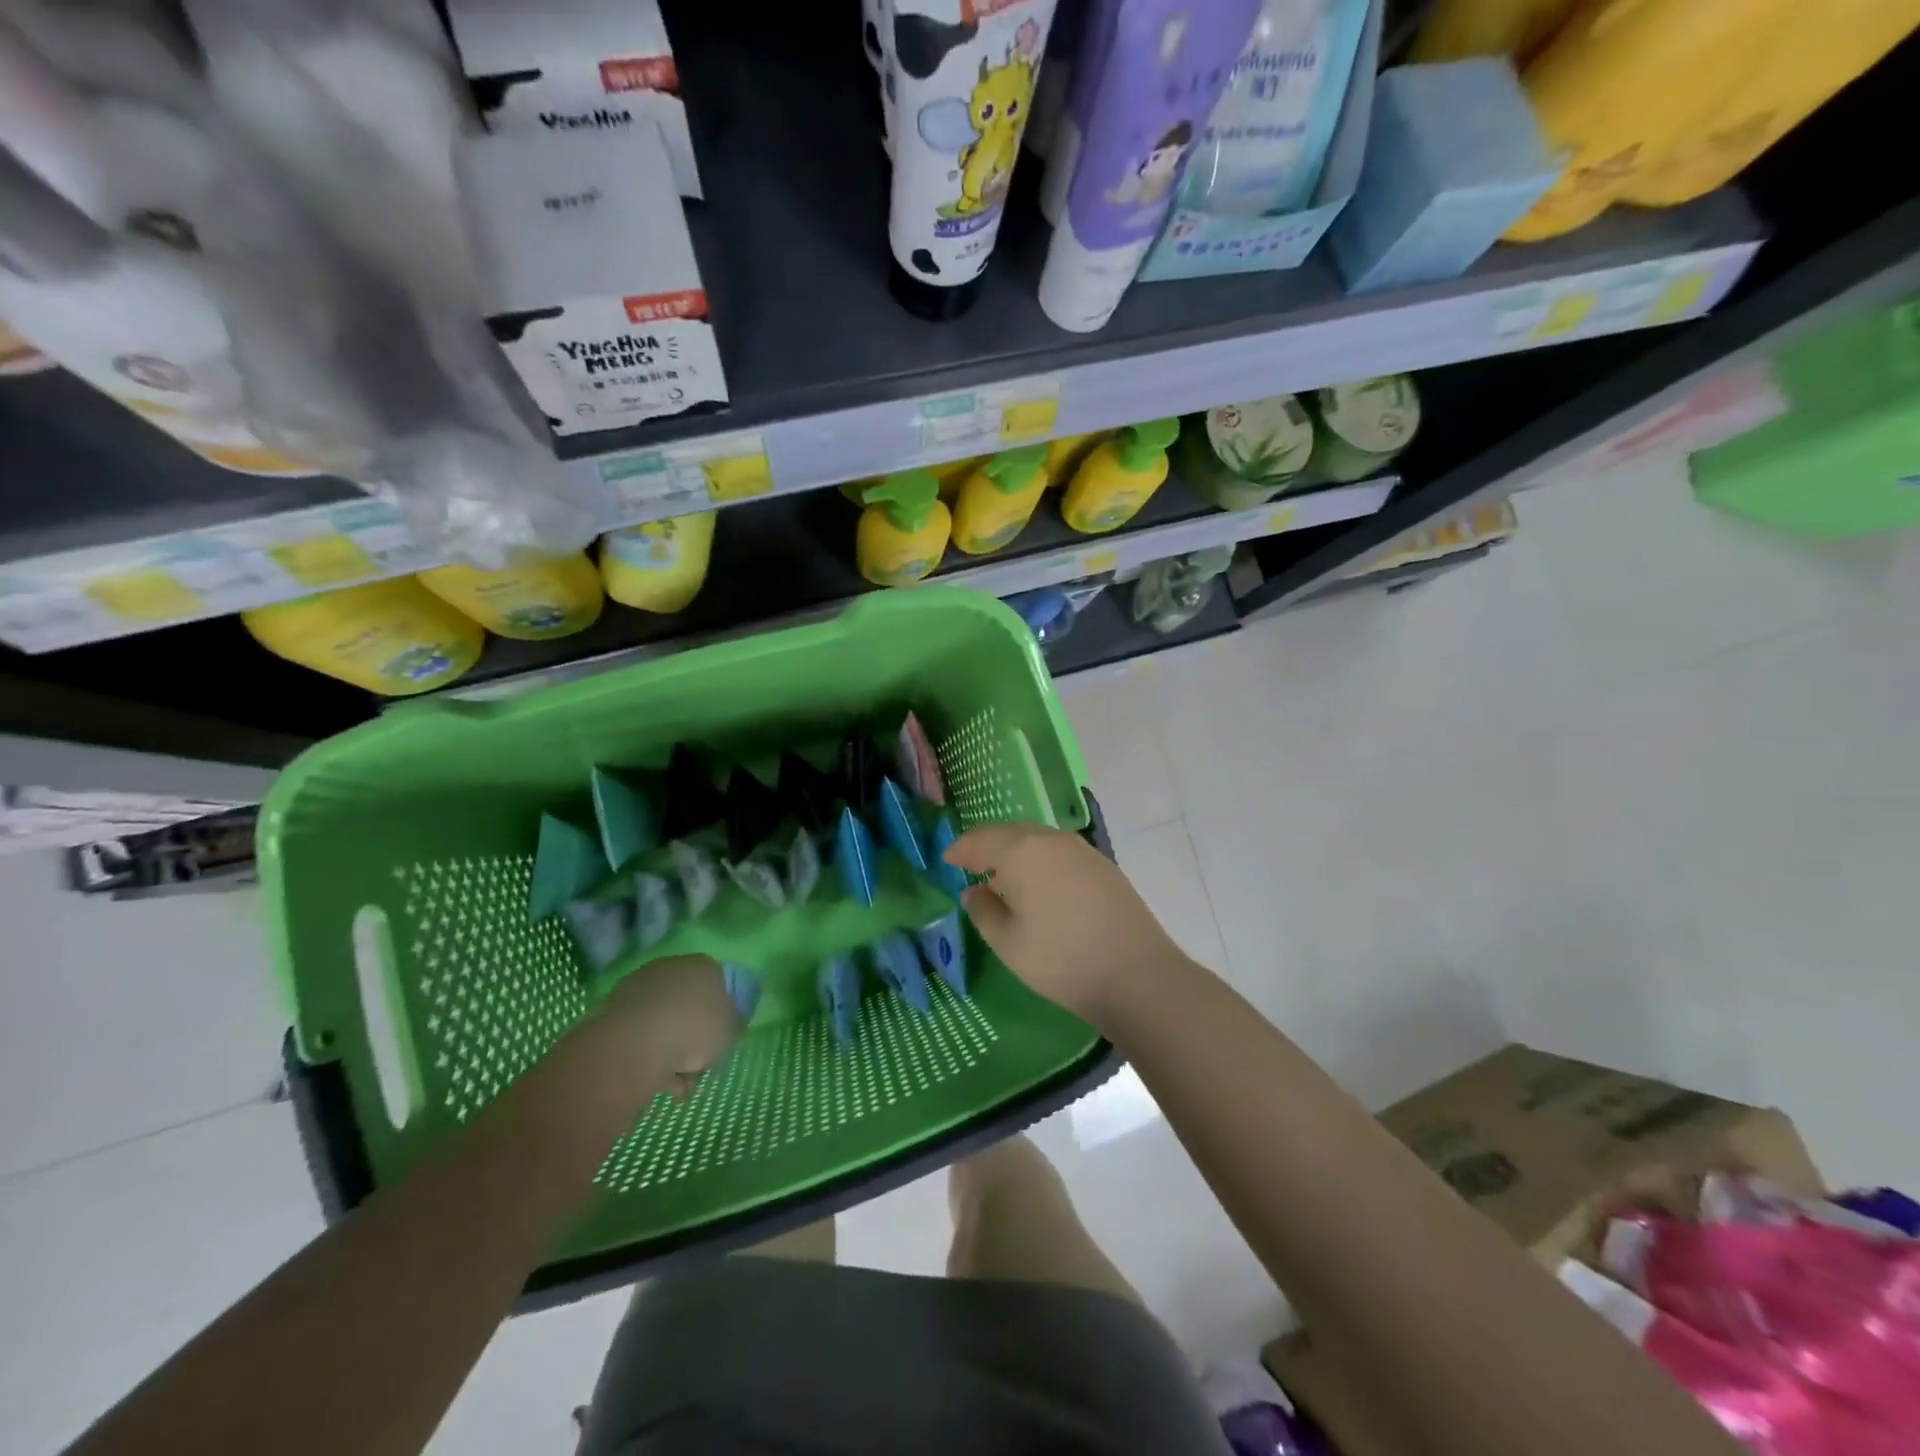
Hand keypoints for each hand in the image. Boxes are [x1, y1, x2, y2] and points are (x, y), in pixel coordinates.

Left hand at [597, 953, 741, 1099]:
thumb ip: (733, 1023)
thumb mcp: (730, 1031)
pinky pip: (639, 1036)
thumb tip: (728, 1022)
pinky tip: (652, 1081)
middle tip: (697, 1066)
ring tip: (675, 1085)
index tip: (720, 1040)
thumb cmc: (693, 1031)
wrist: (634, 1044)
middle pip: (688, 1005)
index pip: (718, 985)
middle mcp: (671, 968)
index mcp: (704, 966)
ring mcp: (638, 987)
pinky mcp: (611, 1010)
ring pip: (663, 1023)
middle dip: (692, 1036)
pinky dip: (646, 1056)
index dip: (721, 1015)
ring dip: (670, 1052)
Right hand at [944, 822, 1189, 1026]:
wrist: (1136, 973)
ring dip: (1013, 848)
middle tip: (970, 861)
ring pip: (1036, 837)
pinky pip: (1058, 849)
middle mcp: (1050, 840)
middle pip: (1009, 831)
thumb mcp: (1008, 943)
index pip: (980, 840)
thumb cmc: (1061, 960)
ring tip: (1001, 871)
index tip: (946, 859)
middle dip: (986, 843)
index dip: (960, 849)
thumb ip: (984, 911)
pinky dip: (1038, 856)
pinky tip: (1038, 880)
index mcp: (1021, 852)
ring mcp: (1081, 849)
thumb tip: (974, 891)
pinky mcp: (1102, 864)